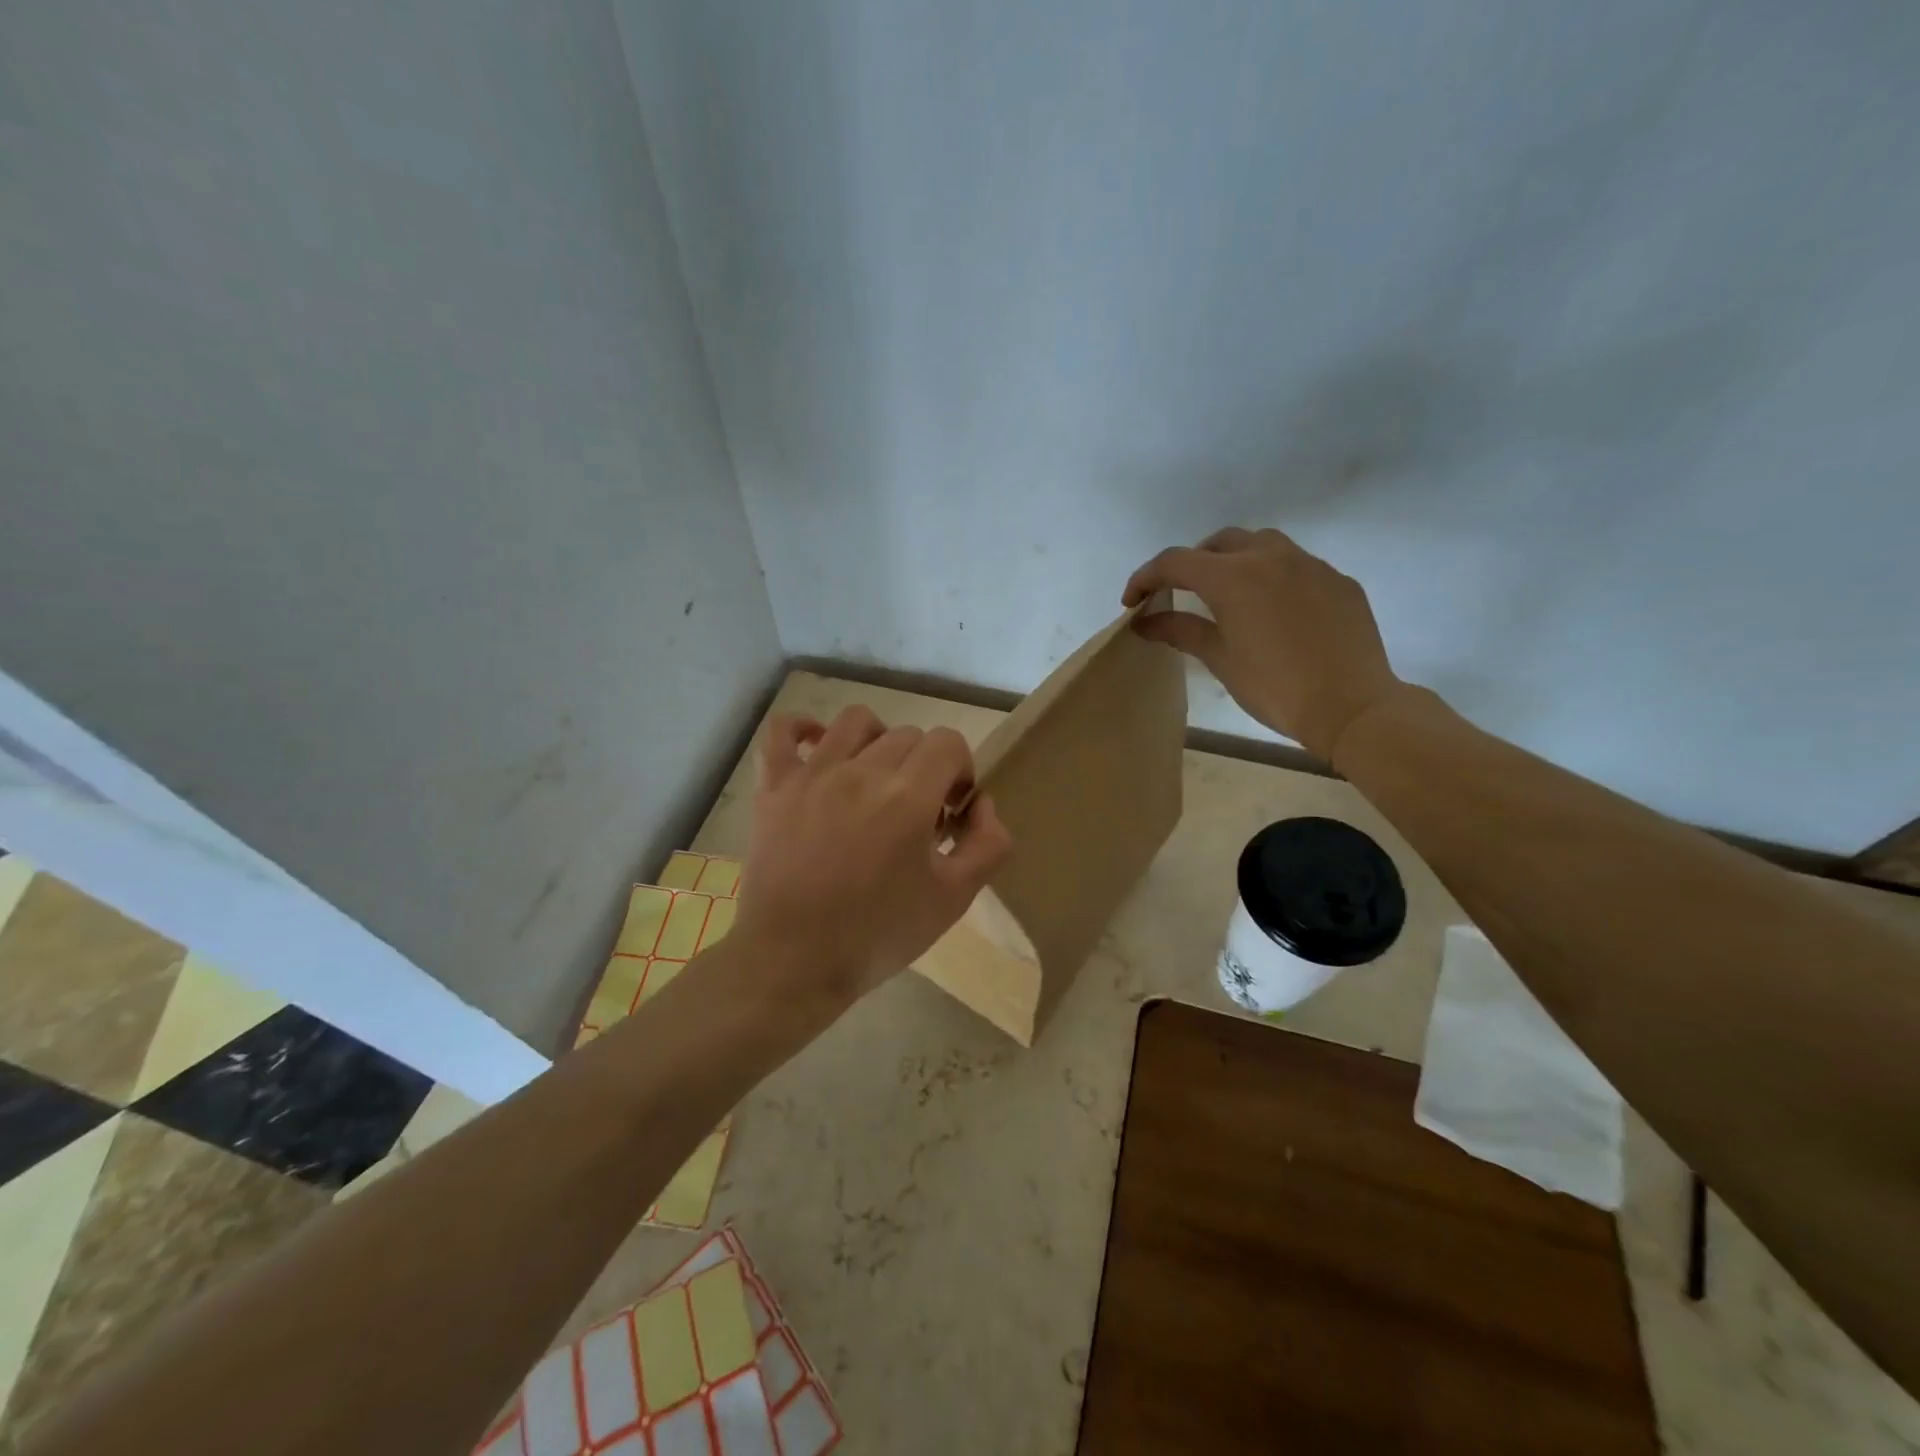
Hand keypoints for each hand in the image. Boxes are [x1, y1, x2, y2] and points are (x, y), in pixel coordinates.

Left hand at [735, 706, 1013, 1006]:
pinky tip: (819, 747)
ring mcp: (812, 774)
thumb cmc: (878, 933)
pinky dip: (804, 729)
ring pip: (856, 721)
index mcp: (908, 797)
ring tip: (874, 778)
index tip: (949, 811)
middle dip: (924, 766)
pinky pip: (783, 731)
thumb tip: (981, 803)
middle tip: (914, 813)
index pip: (948, 743)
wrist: (794, 961)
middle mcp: (861, 772)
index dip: (959, 771)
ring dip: (878, 741)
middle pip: (908, 735)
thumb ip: (988, 844)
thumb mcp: (954, 899)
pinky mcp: (774, 787)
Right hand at [1123, 527, 1408, 761]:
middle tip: (1180, 593)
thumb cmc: (1275, 687)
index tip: (1132, 602)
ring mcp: (1310, 565)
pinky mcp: (1338, 580)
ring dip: (1235, 560)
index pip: (1175, 562)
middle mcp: (1271, 557)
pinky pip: (1297, 566)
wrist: (1351, 706)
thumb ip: (1180, 631)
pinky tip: (1275, 612)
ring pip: (1262, 544)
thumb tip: (1144, 622)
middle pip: (1218, 543)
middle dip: (1192, 562)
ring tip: (1229, 594)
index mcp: (1233, 576)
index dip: (1146, 577)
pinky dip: (1273, 578)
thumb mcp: (1220, 659)